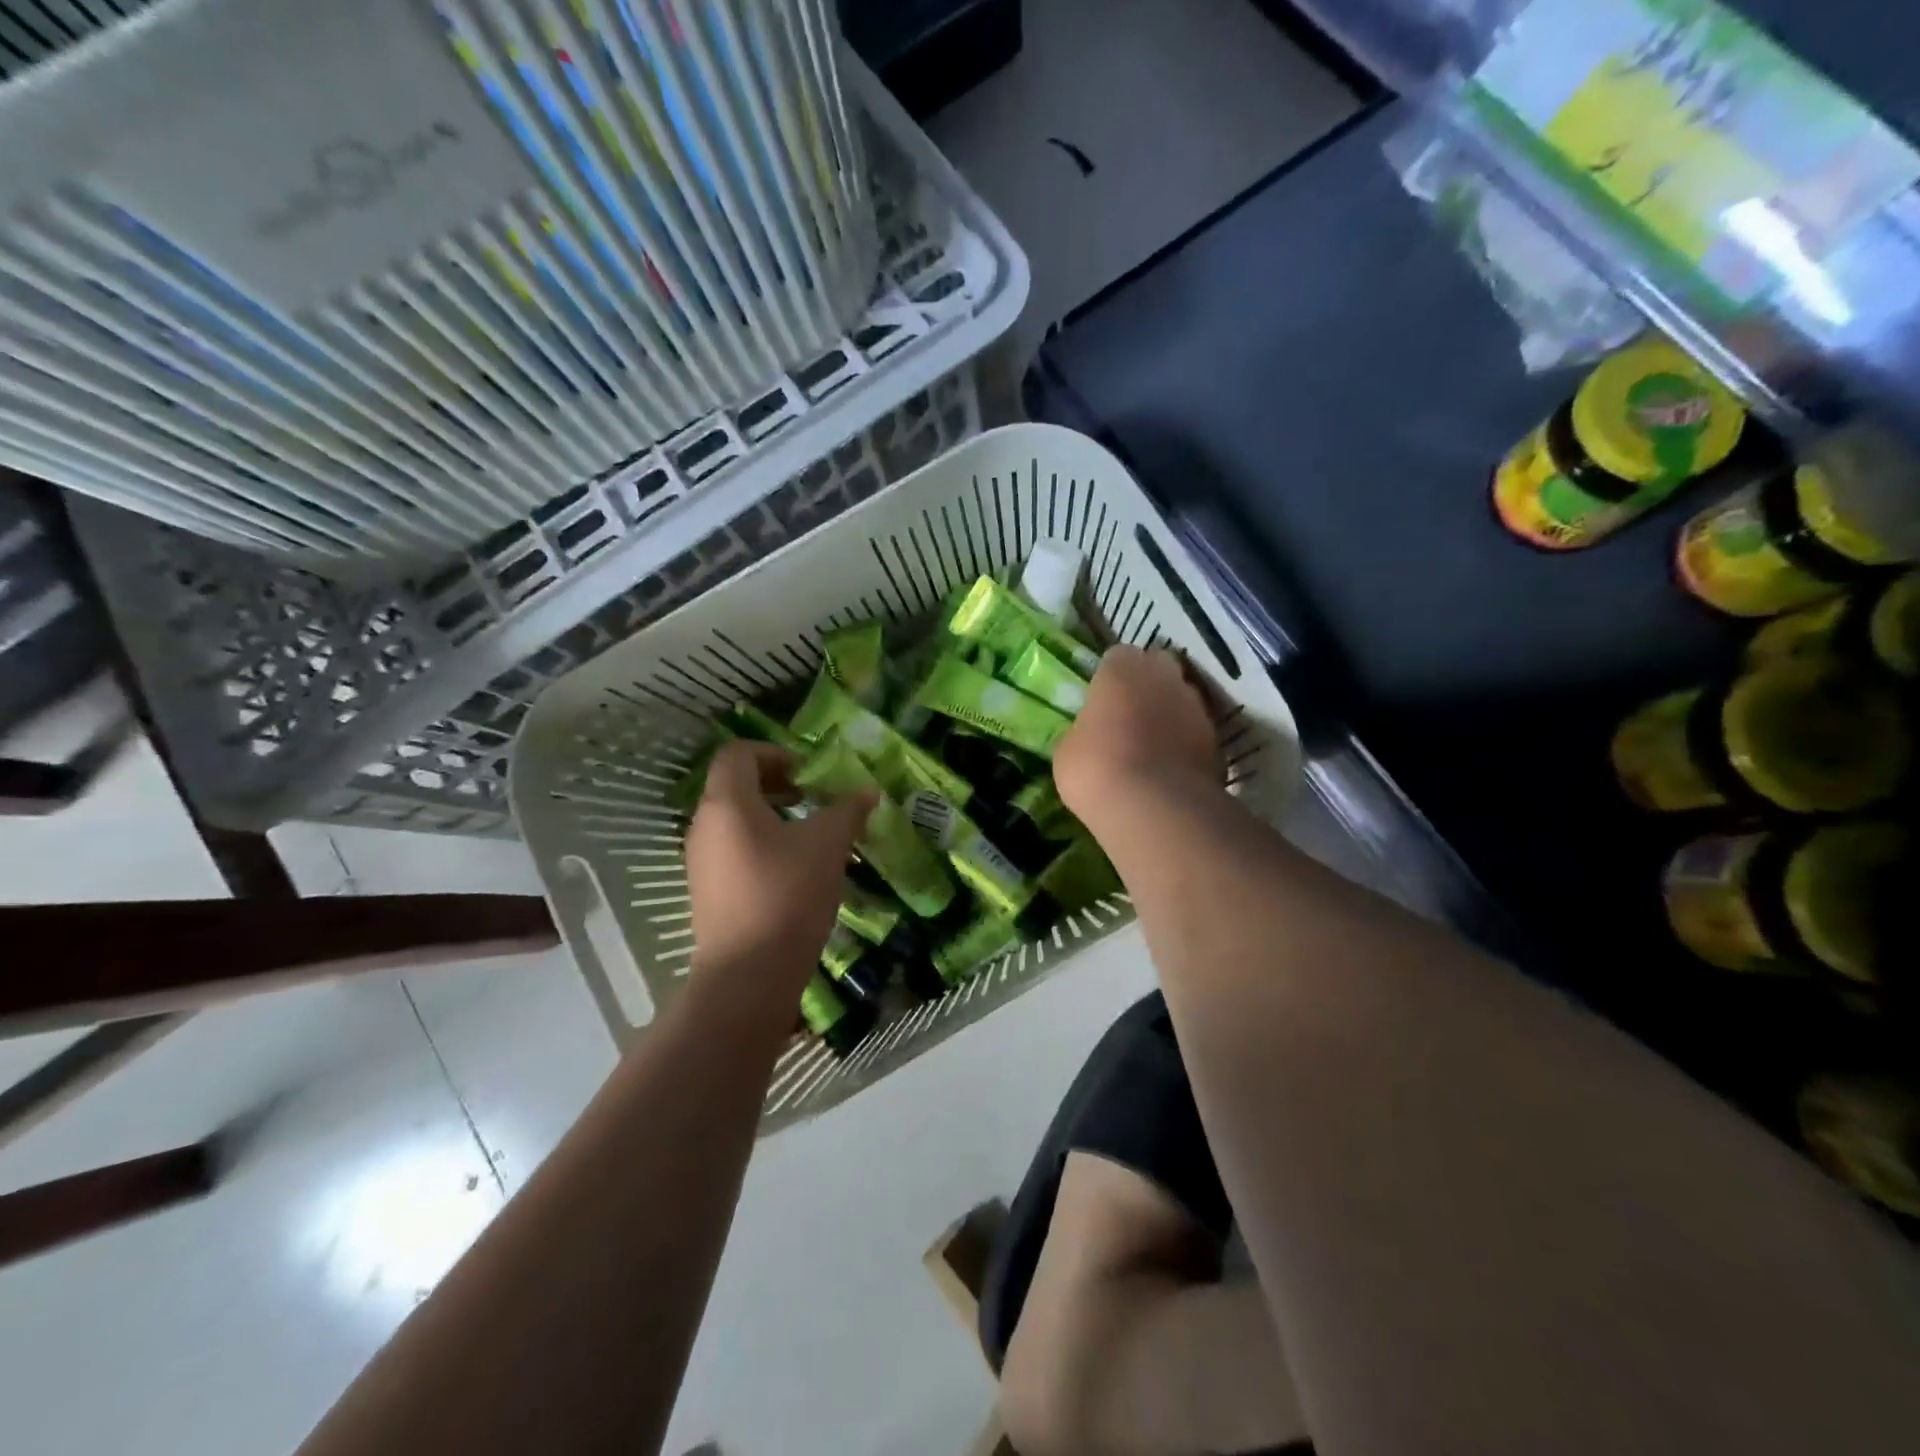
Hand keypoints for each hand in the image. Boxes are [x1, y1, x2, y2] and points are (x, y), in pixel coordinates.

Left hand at [684, 741, 875, 989]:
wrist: (749, 976)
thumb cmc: (787, 894)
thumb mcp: (828, 845)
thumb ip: (848, 810)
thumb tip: (868, 790)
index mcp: (726, 803)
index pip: (737, 754)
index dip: (774, 752)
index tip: (808, 772)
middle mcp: (704, 826)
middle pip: (734, 786)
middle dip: (777, 784)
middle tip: (813, 798)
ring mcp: (701, 862)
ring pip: (735, 821)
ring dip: (771, 816)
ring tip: (809, 835)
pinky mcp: (708, 893)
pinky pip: (733, 851)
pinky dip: (762, 845)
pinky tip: (795, 870)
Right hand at [1054, 646, 1219, 821]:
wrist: (1154, 808)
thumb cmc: (1097, 769)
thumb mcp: (1067, 750)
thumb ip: (1082, 731)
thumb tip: (1089, 735)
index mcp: (1123, 669)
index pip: (1118, 656)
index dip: (1110, 677)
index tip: (1101, 699)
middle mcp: (1165, 677)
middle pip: (1158, 668)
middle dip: (1146, 685)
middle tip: (1127, 714)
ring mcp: (1197, 707)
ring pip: (1181, 699)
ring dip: (1169, 714)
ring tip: (1150, 745)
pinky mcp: (1217, 741)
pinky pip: (1196, 733)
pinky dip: (1185, 744)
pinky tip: (1169, 768)